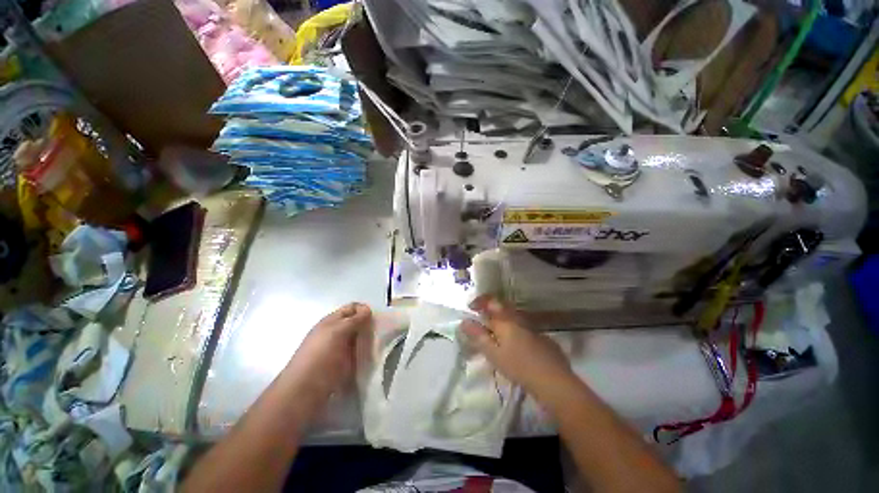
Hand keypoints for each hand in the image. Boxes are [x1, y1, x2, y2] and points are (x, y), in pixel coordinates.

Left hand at [285, 303, 371, 399]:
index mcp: (332, 321)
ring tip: (380, 345)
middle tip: (381, 332)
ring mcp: (339, 350)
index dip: (365, 310)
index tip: (378, 318)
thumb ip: (354, 319)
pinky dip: (367, 354)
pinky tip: (374, 358)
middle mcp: (336, 333)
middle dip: (370, 326)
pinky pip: (359, 354)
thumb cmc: (320, 356)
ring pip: (360, 339)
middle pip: (357, 323)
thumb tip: (368, 309)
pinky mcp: (344, 365)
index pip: (352, 308)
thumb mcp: (337, 331)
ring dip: (370, 340)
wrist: (304, 392)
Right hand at [461, 296, 575, 398]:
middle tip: (481, 322)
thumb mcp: (493, 353)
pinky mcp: (542, 337)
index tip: (470, 308)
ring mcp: (533, 327)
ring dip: (502, 322)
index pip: (491, 301)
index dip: (479, 301)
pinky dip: (514, 331)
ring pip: (513, 319)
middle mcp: (519, 318)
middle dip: (490, 312)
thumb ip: (478, 336)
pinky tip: (515, 346)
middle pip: (502, 308)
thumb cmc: (518, 366)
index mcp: (506, 320)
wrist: (554, 381)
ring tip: (495, 335)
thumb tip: (464, 322)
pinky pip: (523, 328)